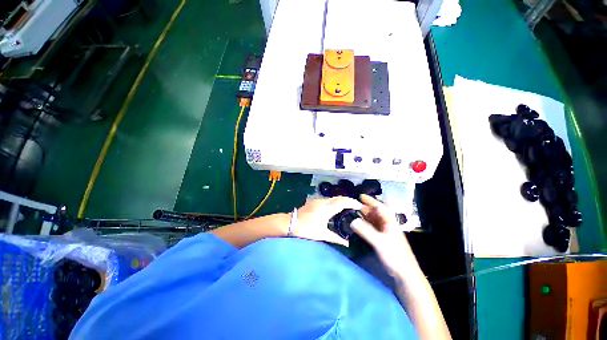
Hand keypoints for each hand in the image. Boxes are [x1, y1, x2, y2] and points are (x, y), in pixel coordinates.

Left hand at [294, 197, 362, 246]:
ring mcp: (318, 200)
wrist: (290, 223)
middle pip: (339, 197)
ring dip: (342, 200)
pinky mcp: (315, 201)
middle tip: (357, 206)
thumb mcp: (322, 235)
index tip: (360, 206)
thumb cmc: (306, 230)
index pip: (343, 202)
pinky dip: (335, 201)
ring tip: (349, 207)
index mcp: (327, 209)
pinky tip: (337, 208)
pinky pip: (328, 199)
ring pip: (333, 198)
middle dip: (349, 200)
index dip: (352, 202)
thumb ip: (336, 238)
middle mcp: (323, 202)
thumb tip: (347, 244)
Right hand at [351, 194, 417, 275]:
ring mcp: (384, 232)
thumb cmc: (395, 256)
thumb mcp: (380, 242)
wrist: (405, 274)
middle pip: (374, 213)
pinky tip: (358, 225)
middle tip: (351, 205)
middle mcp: (387, 224)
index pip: (379, 206)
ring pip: (372, 220)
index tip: (360, 195)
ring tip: (352, 213)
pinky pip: (371, 228)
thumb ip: (366, 231)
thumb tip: (352, 221)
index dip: (370, 200)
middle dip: (364, 207)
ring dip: (363, 216)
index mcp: (389, 221)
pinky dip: (364, 224)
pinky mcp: (382, 239)